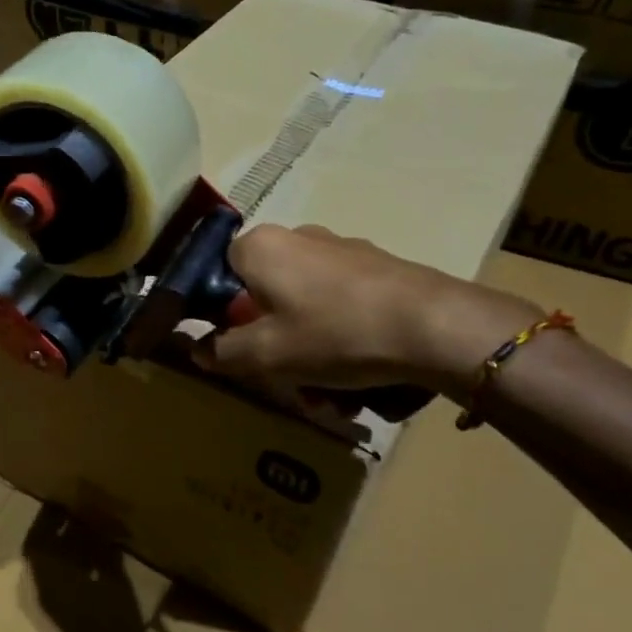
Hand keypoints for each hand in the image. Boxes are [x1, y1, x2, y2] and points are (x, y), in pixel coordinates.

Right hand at [195, 224, 542, 398]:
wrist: (435, 327)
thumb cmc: (335, 334)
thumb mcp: (266, 355)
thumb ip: (221, 351)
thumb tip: (197, 349)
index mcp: (262, 246)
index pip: (220, 271)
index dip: (224, 313)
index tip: (240, 346)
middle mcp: (299, 236)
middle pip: (265, 294)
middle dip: (272, 342)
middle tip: (288, 380)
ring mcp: (342, 250)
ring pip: (304, 306)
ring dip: (308, 351)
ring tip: (331, 395)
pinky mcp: (376, 268)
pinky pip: (340, 305)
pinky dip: (339, 339)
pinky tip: (360, 376)